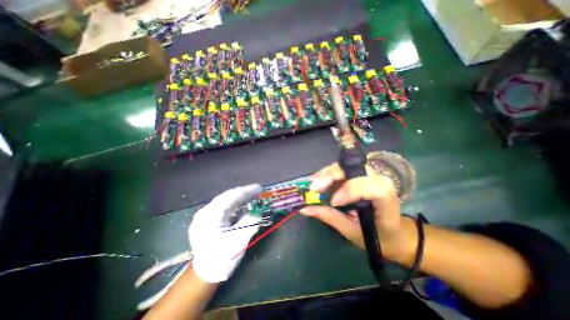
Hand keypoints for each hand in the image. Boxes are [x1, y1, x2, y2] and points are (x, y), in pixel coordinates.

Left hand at [190, 183, 263, 282]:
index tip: (259, 188)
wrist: (206, 274)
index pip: (229, 197)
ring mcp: (206, 216)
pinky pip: (225, 208)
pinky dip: (236, 205)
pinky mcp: (210, 220)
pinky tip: (244, 205)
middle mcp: (205, 212)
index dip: (245, 191)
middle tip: (258, 191)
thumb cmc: (221, 258)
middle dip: (244, 193)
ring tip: (254, 196)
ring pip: (226, 202)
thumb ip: (249, 224)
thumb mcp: (237, 241)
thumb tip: (259, 213)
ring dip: (241, 198)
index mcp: (209, 216)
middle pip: (227, 197)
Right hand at [300, 164, 411, 260]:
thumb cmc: (376, 237)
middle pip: (356, 170)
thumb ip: (330, 217)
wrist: (393, 233)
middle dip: (332, 175)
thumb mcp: (352, 231)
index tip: (334, 201)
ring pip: (348, 166)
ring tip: (314, 183)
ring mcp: (370, 176)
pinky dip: (329, 173)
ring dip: (328, 173)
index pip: (374, 187)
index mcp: (387, 202)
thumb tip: (305, 209)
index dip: (352, 190)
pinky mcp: (361, 175)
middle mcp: (380, 183)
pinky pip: (343, 169)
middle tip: (314, 187)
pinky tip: (319, 179)